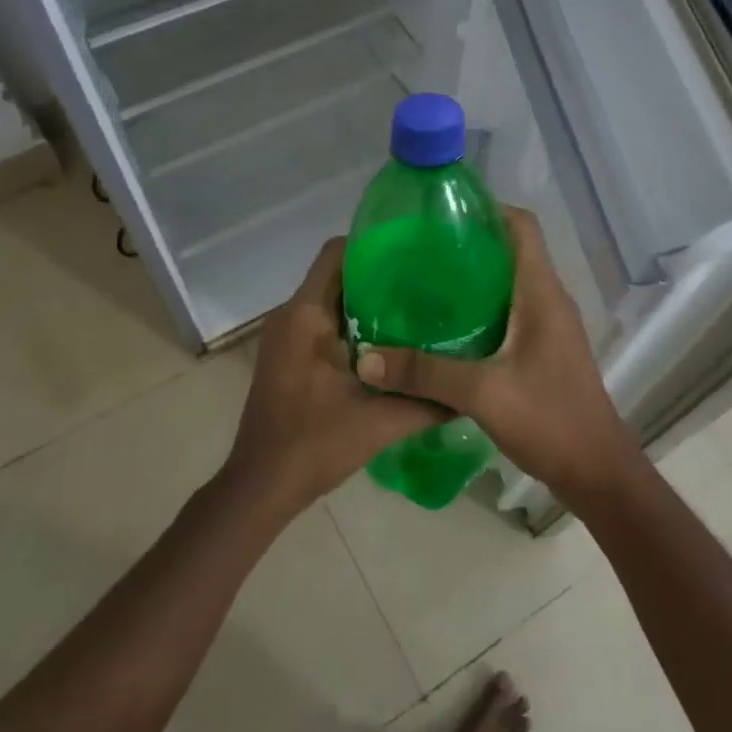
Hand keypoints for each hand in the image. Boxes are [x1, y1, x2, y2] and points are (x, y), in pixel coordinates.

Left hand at [225, 238, 443, 515]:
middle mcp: (291, 315)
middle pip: (336, 273)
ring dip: (366, 301)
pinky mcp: (287, 354)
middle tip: (425, 283)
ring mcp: (285, 335)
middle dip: (379, 274)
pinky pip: (322, 321)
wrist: (261, 486)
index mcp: (306, 315)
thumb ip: (428, 401)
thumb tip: (469, 388)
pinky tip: (388, 343)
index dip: (374, 244)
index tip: (414, 253)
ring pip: (330, 298)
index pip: (337, 253)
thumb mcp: (380, 422)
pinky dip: (351, 322)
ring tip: (415, 309)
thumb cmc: (314, 445)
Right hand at [356, 208, 640, 507]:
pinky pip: (508, 313)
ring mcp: (548, 327)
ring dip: (471, 279)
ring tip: (422, 284)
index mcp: (542, 292)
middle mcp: (548, 300)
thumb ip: (424, 373)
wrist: (597, 473)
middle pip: (510, 251)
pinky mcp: (542, 350)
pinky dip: (478, 310)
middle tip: (417, 250)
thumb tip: (365, 359)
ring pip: (507, 284)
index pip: (522, 226)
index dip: (487, 209)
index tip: (441, 213)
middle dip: (467, 244)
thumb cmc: (549, 420)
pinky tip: (443, 328)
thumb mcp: (482, 393)